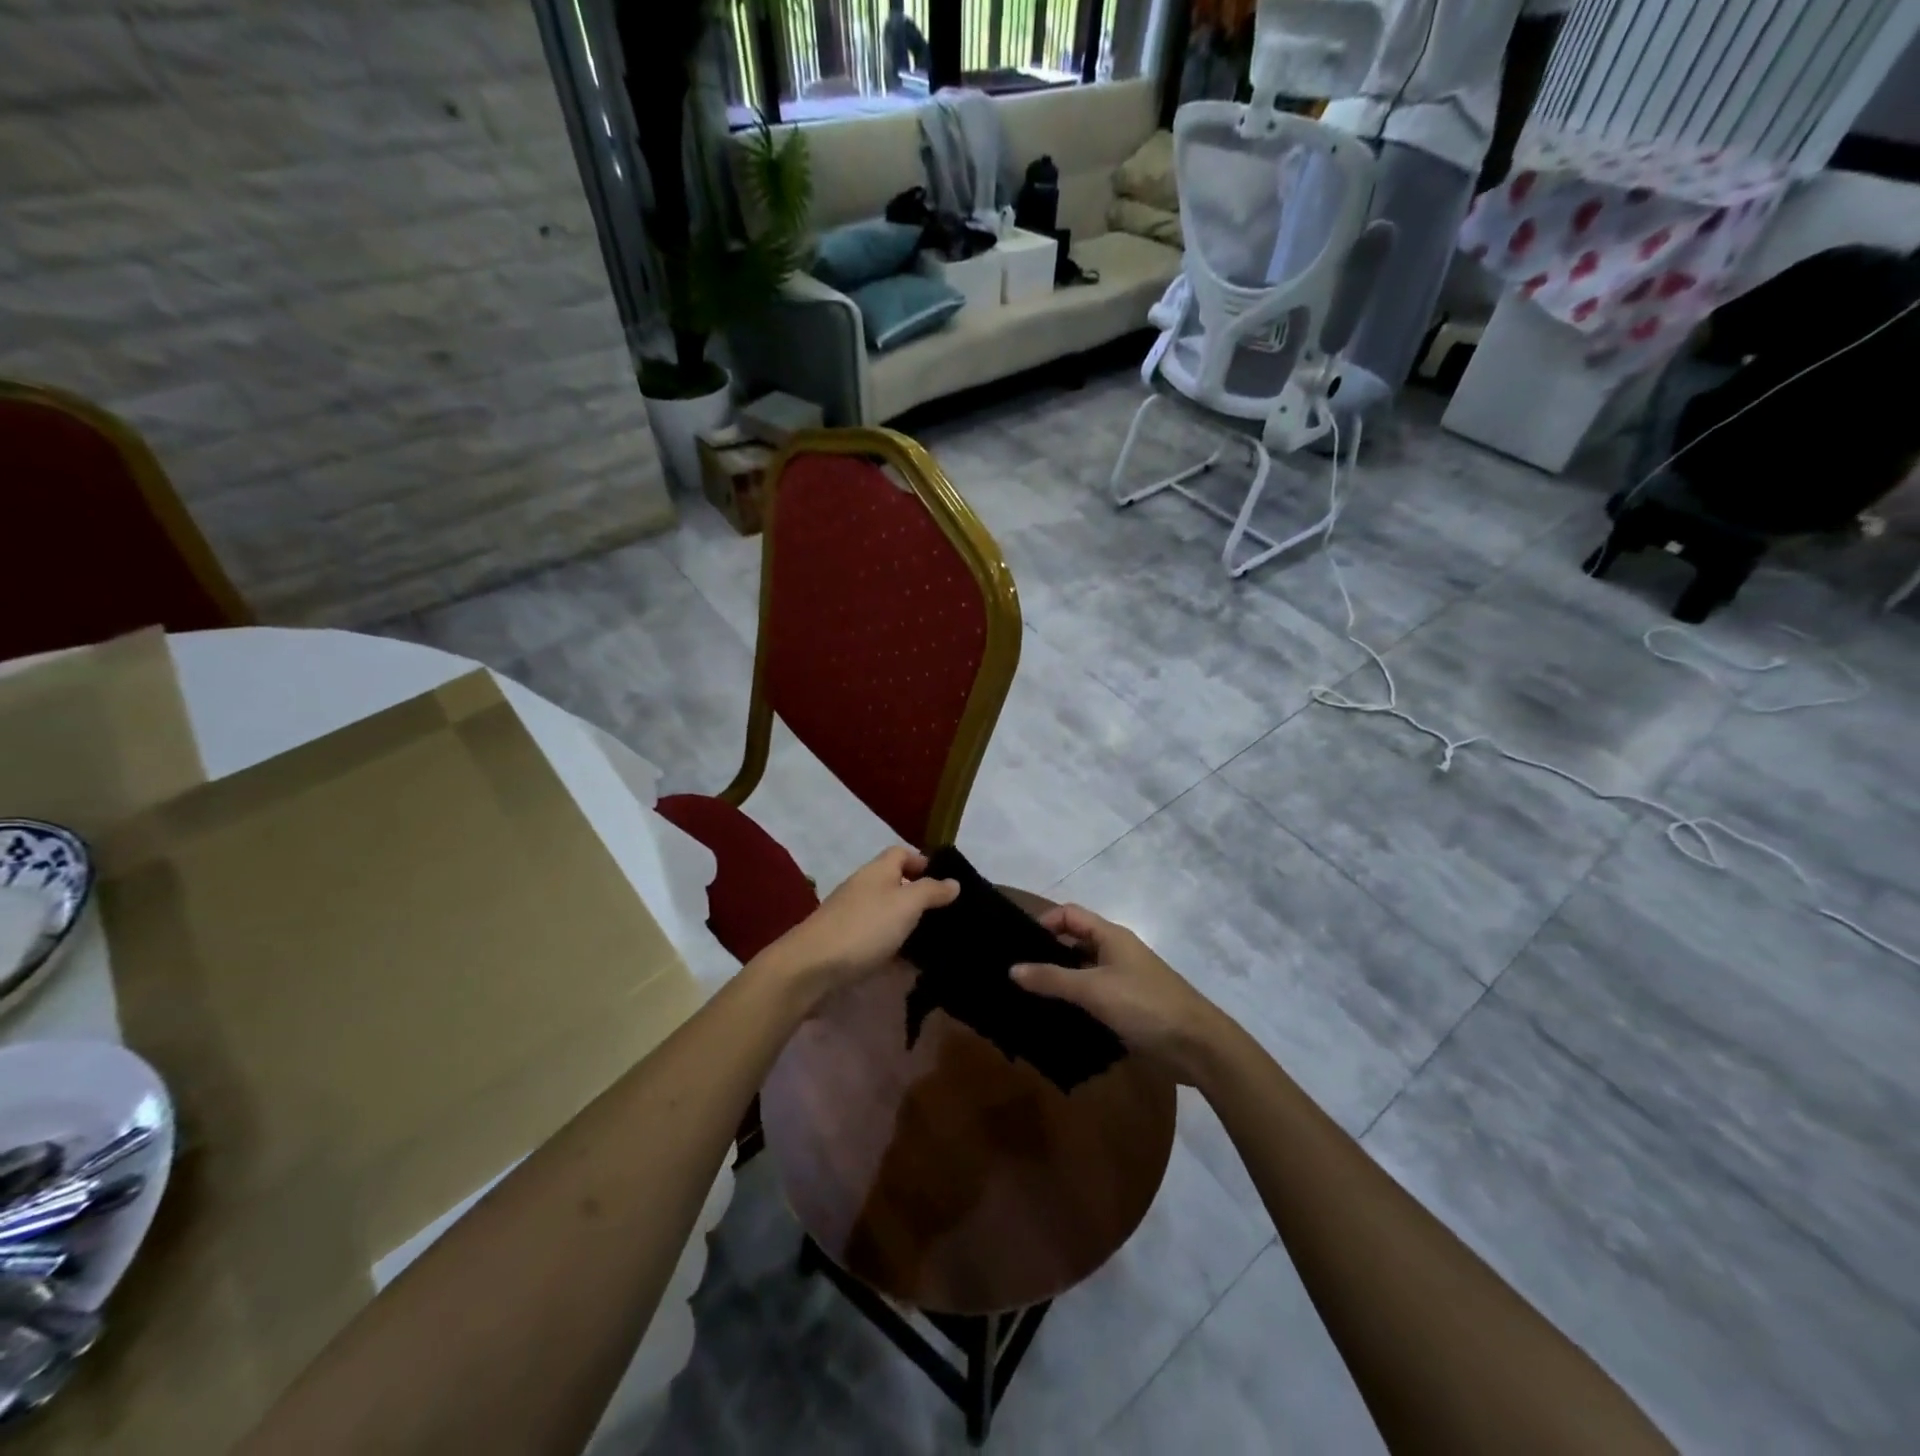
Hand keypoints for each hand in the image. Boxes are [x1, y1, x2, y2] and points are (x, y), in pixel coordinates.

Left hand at [760, 847, 957, 1005]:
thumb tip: (953, 881)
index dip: (923, 862)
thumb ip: (931, 891)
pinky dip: (893, 948)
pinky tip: (908, 965)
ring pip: (886, 914)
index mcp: (877, 871)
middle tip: (947, 917)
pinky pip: (876, 940)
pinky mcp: (845, 944)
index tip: (945, 882)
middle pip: (895, 884)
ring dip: (907, 925)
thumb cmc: (864, 928)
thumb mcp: (906, 904)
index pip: (901, 853)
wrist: (811, 968)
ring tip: (934, 943)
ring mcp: (851, 916)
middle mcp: (863, 888)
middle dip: (919, 898)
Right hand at [1013, 904, 1227, 1084]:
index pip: (1069, 914)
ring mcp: (1122, 981)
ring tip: (1024, 997)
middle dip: (1045, 954)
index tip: (1017, 943)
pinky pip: (1092, 998)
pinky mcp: (1126, 1008)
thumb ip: (1052, 979)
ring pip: (1081, 972)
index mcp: (1111, 936)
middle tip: (1013, 972)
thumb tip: (1012, 969)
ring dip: (1058, 982)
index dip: (1043, 922)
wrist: (1197, 1047)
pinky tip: (1052, 1018)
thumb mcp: (1093, 989)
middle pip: (1074, 942)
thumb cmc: (1144, 1005)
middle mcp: (1116, 952)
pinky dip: (1073, 1003)